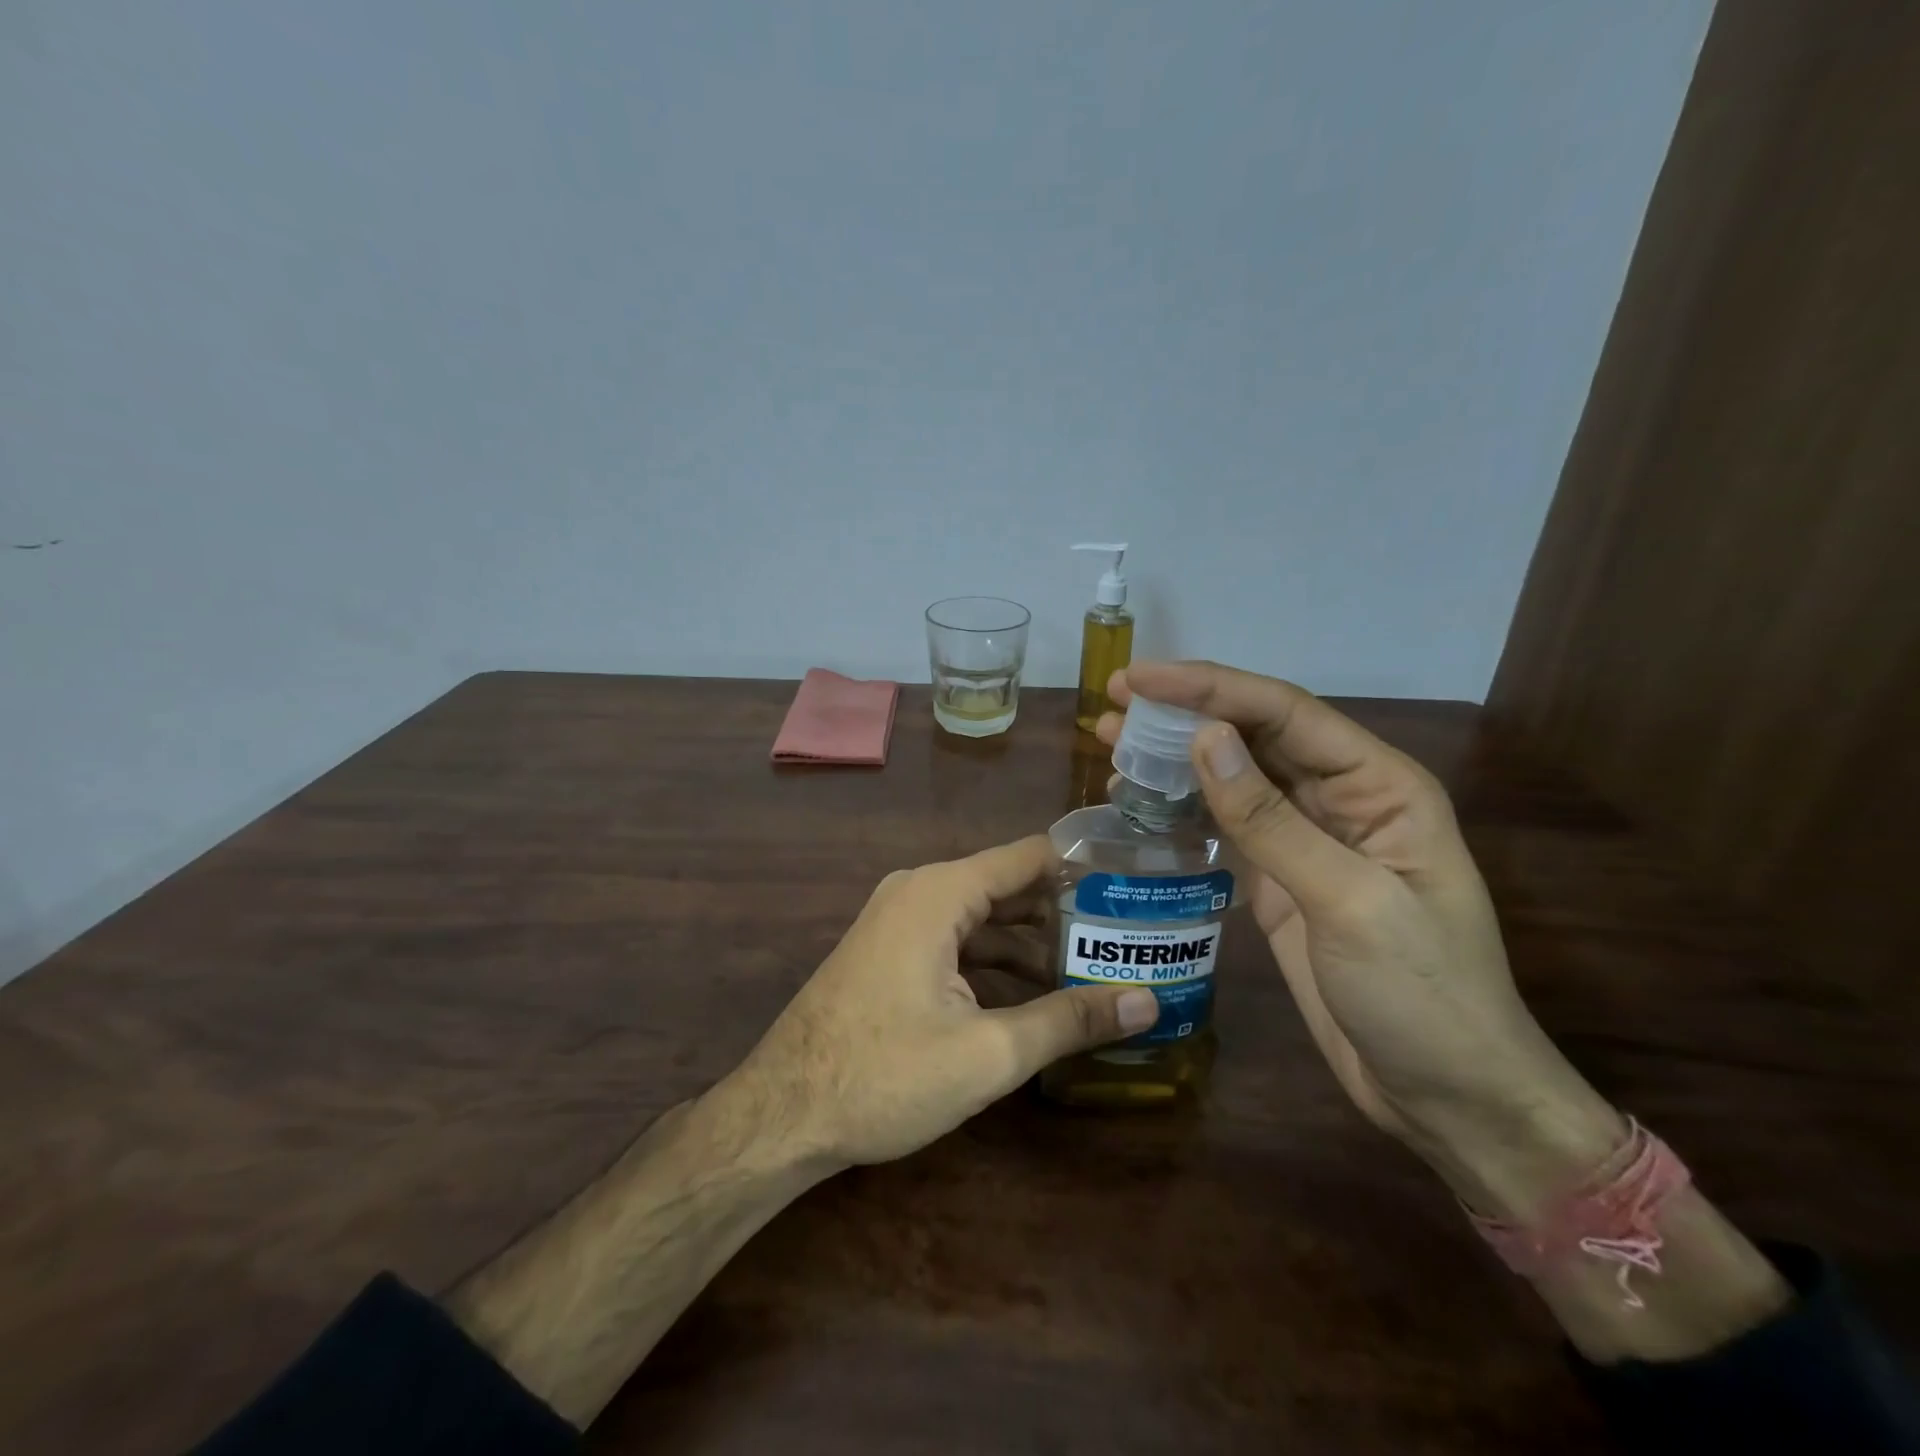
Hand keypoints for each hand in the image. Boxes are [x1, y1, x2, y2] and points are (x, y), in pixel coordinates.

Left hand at [728, 836, 1159, 1168]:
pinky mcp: (890, 953)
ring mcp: (899, 921)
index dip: (1084, 869)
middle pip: (1009, 887)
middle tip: (1129, 940)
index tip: (1136, 890)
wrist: (780, 1115)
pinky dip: (996, 962)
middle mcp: (919, 891)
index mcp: (941, 892)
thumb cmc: (882, 1076)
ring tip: (1096, 972)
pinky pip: (956, 941)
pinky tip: (1035, 997)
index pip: (1030, 857)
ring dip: (1033, 945)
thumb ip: (1069, 1020)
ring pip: (983, 919)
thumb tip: (1148, 1002)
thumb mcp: (987, 1053)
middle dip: (1065, 914)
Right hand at [1100, 662, 1621, 1215]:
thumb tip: (1204, 739)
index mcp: (1379, 786)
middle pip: (1255, 734)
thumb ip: (1271, 820)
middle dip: (1185, 711)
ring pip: (1234, 775)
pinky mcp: (1280, 879)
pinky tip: (1140, 798)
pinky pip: (1225, 824)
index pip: (1284, 713)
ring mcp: (1308, 839)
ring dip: (1176, 754)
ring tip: (1112, 738)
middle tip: (1115, 700)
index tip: (1138, 678)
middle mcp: (1342, 799)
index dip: (1209, 688)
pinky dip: (1182, 806)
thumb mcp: (1348, 902)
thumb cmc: (1421, 996)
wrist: (1446, 1097)